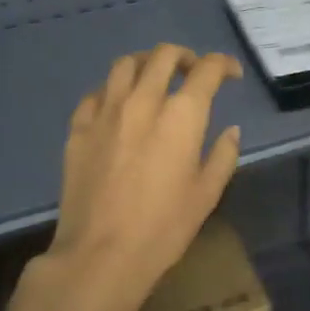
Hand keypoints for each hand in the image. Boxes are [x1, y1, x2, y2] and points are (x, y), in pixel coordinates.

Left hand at [50, 44, 242, 299]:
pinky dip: (113, 91)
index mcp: (182, 115)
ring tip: (154, 80)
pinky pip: (96, 93)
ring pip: (124, 65)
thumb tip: (230, 131)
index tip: (231, 75)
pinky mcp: (78, 128)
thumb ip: (223, 155)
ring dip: (146, 64)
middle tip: (193, 73)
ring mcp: (105, 112)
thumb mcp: (207, 194)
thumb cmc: (164, 228)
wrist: (101, 254)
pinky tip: (118, 107)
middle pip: (163, 55)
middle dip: (185, 57)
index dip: (222, 64)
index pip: (206, 70)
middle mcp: (142, 101)